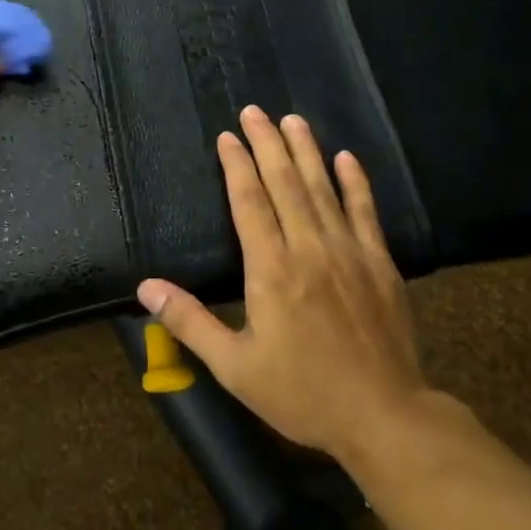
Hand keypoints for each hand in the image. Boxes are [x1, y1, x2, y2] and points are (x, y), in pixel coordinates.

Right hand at [136, 105, 428, 463]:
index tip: (228, 137)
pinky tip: (347, 158)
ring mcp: (349, 253)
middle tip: (255, 111)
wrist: (385, 417)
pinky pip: (366, 213)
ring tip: (293, 120)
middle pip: (284, 183)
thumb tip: (145, 287)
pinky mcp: (380, 264)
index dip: (237, 166)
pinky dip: (356, 183)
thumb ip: (189, 322)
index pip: (250, 202)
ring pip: (323, 189)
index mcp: (271, 269)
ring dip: (306, 152)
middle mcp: (309, 248)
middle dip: (267, 144)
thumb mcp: (234, 366)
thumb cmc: (302, 393)